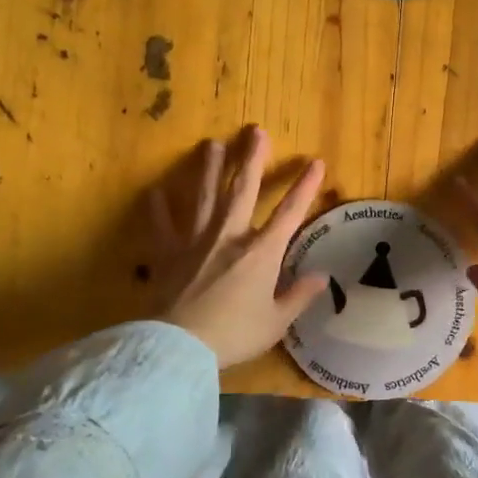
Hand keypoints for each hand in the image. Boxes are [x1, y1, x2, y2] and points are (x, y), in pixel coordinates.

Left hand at [149, 127, 328, 367]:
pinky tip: (155, 191)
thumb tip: (322, 277)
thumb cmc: (234, 335)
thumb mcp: (276, 322)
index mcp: (261, 253)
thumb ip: (298, 296)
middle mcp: (230, 236)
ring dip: (209, 168)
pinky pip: (162, 225)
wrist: (181, 346)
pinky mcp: (167, 253)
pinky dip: (158, 208)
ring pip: (204, 196)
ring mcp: (196, 241)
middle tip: (255, 131)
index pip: (290, 212)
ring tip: (211, 144)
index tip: (316, 162)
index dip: (305, 186)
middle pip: (243, 189)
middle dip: (252, 158)